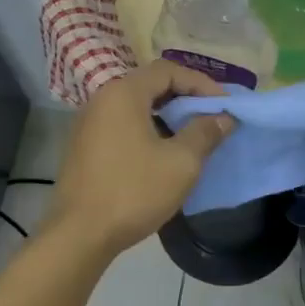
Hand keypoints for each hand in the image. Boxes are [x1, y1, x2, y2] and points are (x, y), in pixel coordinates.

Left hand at [46, 62, 232, 256]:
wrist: (80, 235)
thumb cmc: (134, 191)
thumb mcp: (181, 162)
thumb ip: (205, 133)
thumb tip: (224, 117)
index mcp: (123, 93)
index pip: (168, 70)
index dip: (201, 83)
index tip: (224, 105)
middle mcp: (102, 100)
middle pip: (151, 85)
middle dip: (186, 98)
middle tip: (212, 118)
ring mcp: (89, 124)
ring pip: (137, 107)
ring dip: (168, 116)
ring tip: (193, 137)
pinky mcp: (85, 148)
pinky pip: (123, 126)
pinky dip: (149, 130)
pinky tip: (164, 155)